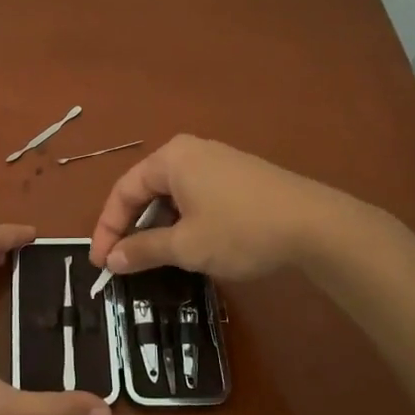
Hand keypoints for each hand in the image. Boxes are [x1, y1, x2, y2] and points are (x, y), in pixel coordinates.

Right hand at [89, 135, 332, 280]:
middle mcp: (190, 152)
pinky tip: (189, 245)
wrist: (314, 224)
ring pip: (172, 195)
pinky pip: (196, 196)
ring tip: (153, 258)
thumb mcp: (186, 245)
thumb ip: (144, 250)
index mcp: (171, 159)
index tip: (100, 262)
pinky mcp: (238, 176)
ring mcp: (217, 161)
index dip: (107, 228)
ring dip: (158, 227)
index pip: (124, 191)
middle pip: (147, 190)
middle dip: (132, 227)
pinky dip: (183, 220)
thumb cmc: (240, 230)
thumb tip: (112, 259)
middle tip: (122, 262)